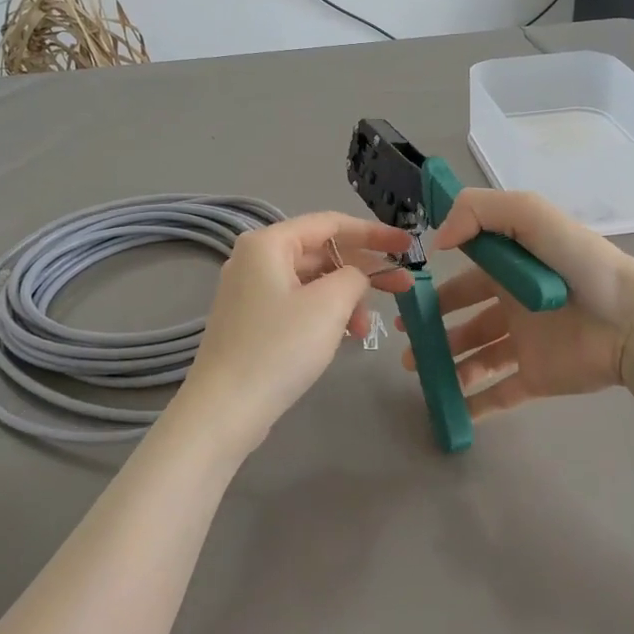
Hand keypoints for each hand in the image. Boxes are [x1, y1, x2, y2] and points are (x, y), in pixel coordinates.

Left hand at [171, 211, 414, 459]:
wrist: (225, 410)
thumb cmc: (279, 348)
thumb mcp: (329, 304)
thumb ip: (354, 276)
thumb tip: (355, 277)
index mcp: (268, 243)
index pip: (331, 223)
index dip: (374, 232)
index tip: (408, 245)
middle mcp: (255, 259)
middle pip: (322, 252)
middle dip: (364, 269)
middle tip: (403, 286)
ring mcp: (250, 291)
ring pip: (312, 281)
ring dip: (345, 299)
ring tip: (366, 330)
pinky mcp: (252, 321)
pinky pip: (298, 303)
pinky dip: (325, 314)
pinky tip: (343, 337)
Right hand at [399, 189, 633, 419]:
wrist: (631, 320)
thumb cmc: (578, 264)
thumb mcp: (530, 214)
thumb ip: (479, 212)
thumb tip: (438, 241)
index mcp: (512, 269)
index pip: (466, 279)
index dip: (436, 291)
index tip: (408, 304)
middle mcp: (515, 306)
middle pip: (466, 321)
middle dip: (435, 332)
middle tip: (408, 348)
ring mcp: (526, 344)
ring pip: (478, 358)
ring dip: (449, 367)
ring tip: (424, 375)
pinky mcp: (538, 377)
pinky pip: (501, 394)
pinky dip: (477, 404)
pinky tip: (452, 409)